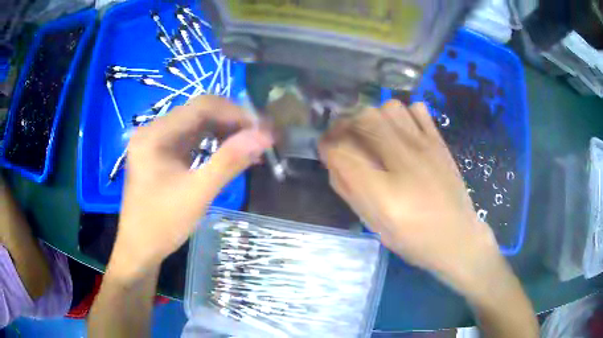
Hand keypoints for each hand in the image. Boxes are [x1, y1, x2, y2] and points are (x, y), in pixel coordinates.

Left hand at [111, 96, 272, 278]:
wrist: (140, 248)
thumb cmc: (162, 223)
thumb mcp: (197, 194)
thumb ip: (229, 162)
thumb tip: (263, 136)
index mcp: (156, 134)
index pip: (201, 107)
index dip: (235, 113)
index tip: (262, 129)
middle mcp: (154, 130)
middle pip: (199, 113)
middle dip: (232, 123)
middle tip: (260, 139)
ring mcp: (156, 141)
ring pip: (197, 126)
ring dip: (224, 133)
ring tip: (250, 147)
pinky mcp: (161, 154)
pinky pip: (191, 140)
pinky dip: (212, 144)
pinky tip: (229, 155)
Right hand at [319, 100, 500, 292]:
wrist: (457, 237)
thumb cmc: (413, 238)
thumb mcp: (374, 224)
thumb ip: (350, 191)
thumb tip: (334, 162)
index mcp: (382, 192)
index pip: (341, 151)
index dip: (327, 145)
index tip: (325, 148)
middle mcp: (402, 161)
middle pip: (363, 118)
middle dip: (345, 124)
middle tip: (345, 137)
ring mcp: (424, 147)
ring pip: (390, 107)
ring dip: (374, 116)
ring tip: (374, 133)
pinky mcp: (438, 142)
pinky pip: (417, 109)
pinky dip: (403, 114)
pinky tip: (402, 131)